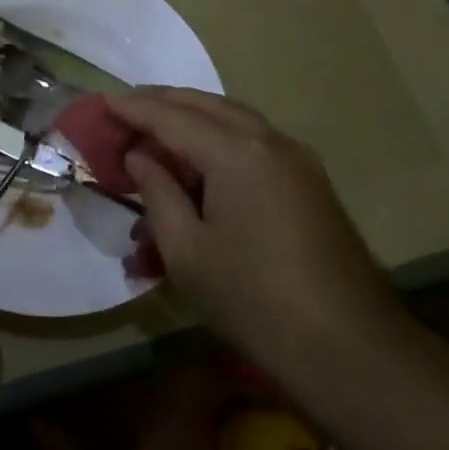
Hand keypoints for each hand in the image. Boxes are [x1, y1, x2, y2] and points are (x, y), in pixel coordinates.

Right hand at [111, 89, 399, 365]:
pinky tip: (197, 162)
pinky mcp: (308, 183)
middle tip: (123, 108)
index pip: (171, 117)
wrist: (348, 347)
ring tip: (154, 128)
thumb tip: (140, 156)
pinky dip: (218, 141)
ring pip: (233, 121)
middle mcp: (270, 142)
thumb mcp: (185, 249)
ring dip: (191, 119)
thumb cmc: (252, 298)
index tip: (100, 102)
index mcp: (237, 153)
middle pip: (206, 106)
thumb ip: (157, 191)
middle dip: (162, 102)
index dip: (132, 109)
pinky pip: (253, 145)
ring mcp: (297, 161)